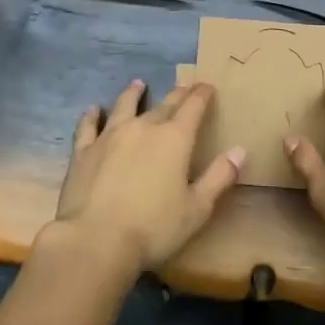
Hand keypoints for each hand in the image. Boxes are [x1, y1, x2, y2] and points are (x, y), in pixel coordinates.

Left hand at [54, 80, 242, 272]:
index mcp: (175, 139)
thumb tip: (240, 150)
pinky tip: (94, 110)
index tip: (207, 87)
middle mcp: (143, 128)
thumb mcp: (197, 209)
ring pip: (125, 106)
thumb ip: (219, 177)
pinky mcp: (84, 151)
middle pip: (164, 104)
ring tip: (138, 84)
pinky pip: (88, 126)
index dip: (202, 95)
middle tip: (184, 87)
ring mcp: (110, 136)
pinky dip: (92, 115)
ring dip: (134, 94)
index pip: (193, 107)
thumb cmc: (154, 228)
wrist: (96, 240)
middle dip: (177, 94)